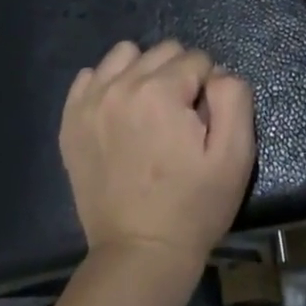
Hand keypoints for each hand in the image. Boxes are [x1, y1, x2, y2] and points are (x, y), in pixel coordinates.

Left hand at [59, 40, 256, 277]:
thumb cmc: (194, 206)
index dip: (209, 88)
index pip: (198, 59)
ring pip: (125, 54)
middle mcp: (120, 86)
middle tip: (181, 120)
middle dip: (179, 76)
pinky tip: (121, 114)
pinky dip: (109, 85)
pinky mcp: (70, 121)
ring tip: (150, 110)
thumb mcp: (235, 155)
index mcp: (160, 92)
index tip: (204, 124)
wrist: (139, 254)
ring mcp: (89, 102)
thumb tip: (217, 73)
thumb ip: (233, 97)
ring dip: (144, 72)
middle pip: (163, 51)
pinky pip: (91, 76)